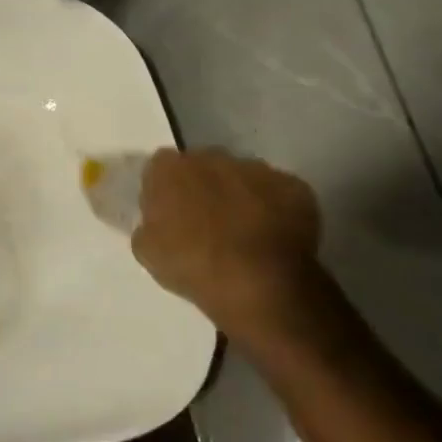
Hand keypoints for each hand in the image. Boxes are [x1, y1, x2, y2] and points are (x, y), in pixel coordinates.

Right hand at [131, 148, 327, 346]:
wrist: (258, 284)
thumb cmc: (192, 266)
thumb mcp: (147, 251)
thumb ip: (148, 224)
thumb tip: (157, 220)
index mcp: (170, 169)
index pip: (160, 168)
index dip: (165, 190)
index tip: (169, 213)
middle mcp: (212, 157)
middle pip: (203, 166)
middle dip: (204, 187)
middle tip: (207, 223)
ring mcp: (256, 168)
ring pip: (243, 177)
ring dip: (240, 196)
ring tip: (244, 233)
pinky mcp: (294, 186)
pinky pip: (279, 193)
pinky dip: (275, 209)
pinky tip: (273, 238)